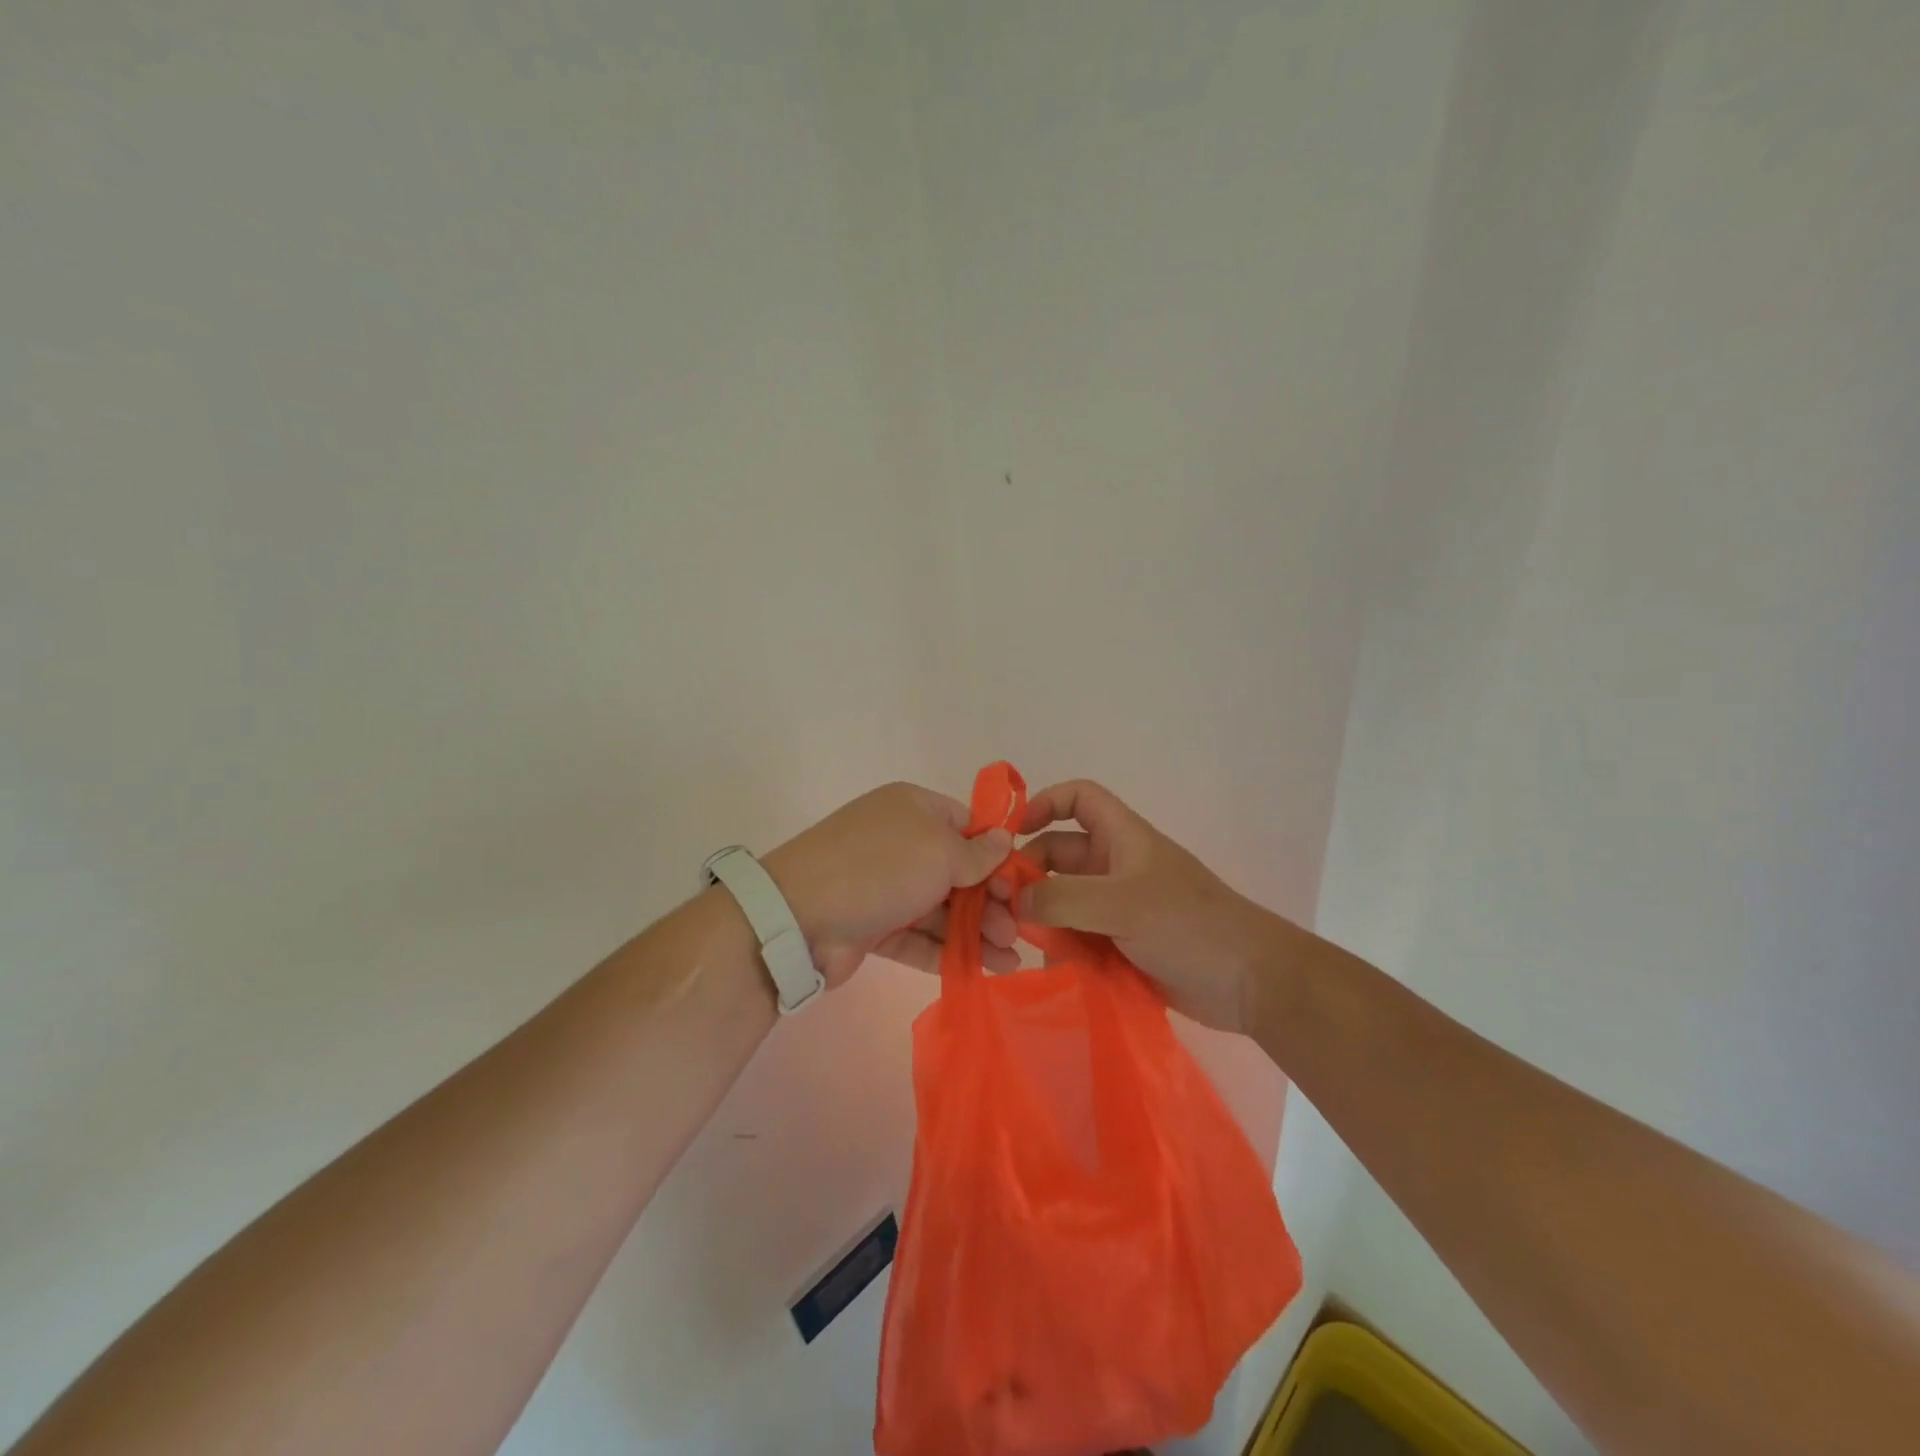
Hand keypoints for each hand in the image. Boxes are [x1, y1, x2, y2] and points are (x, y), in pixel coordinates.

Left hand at [763, 783, 1022, 984]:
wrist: (798, 916)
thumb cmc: (880, 868)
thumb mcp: (939, 851)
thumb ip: (978, 853)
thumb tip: (1003, 840)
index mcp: (913, 809)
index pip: (966, 825)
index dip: (995, 854)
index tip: (1020, 884)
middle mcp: (899, 842)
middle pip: (957, 871)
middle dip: (991, 901)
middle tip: (1017, 930)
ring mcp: (884, 886)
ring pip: (941, 908)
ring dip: (977, 932)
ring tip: (1009, 962)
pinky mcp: (873, 925)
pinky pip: (918, 935)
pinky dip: (948, 951)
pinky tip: (982, 970)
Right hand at [1016, 780, 1289, 1033]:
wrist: (1250, 983)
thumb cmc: (1188, 926)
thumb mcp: (1121, 905)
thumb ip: (1061, 900)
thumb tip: (1013, 902)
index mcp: (1121, 838)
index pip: (1078, 798)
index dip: (1045, 803)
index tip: (1012, 834)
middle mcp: (1114, 866)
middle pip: (1057, 855)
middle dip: (1029, 877)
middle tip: (1003, 910)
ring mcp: (1116, 907)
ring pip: (1062, 901)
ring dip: (1042, 919)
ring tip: (1023, 945)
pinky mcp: (1119, 943)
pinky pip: (1076, 937)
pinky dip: (1061, 948)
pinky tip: (1052, 968)